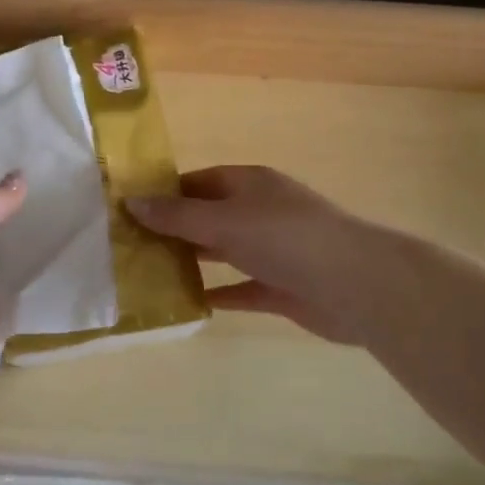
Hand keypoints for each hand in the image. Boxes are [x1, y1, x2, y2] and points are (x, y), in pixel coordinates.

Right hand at [127, 166, 383, 344]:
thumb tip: (132, 202)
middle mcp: (260, 212)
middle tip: (129, 245)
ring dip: (191, 260)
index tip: (129, 209)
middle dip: (173, 229)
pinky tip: (186, 302)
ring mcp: (272, 251)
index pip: (199, 181)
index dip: (166, 193)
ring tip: (148, 272)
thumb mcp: (224, 221)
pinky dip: (217, 293)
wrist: (355, 285)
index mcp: (249, 184)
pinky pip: (240, 288)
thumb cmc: (285, 238)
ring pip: (223, 252)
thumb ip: (178, 216)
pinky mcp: (281, 288)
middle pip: (209, 217)